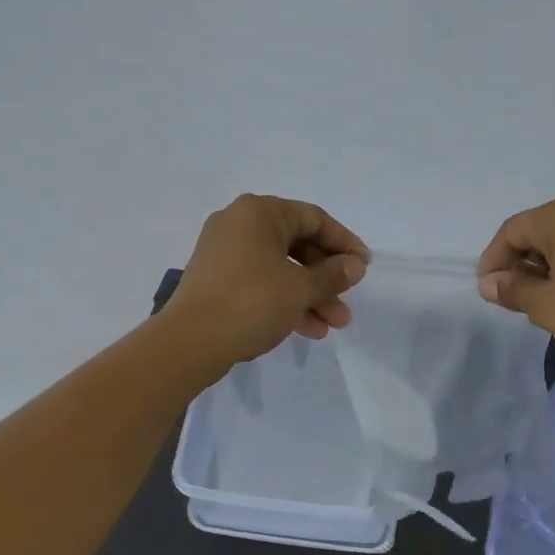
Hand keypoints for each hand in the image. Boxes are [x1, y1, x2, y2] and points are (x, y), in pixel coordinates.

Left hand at [165, 195, 369, 371]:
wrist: (190, 342)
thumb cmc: (251, 302)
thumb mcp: (300, 288)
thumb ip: (333, 275)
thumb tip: (355, 265)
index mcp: (259, 213)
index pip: (314, 219)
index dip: (344, 243)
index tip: (365, 266)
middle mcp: (240, 224)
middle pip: (298, 245)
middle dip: (327, 277)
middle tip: (349, 302)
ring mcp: (225, 253)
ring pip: (281, 268)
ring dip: (310, 295)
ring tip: (335, 325)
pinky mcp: (217, 280)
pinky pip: (261, 282)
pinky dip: (285, 300)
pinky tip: (309, 330)